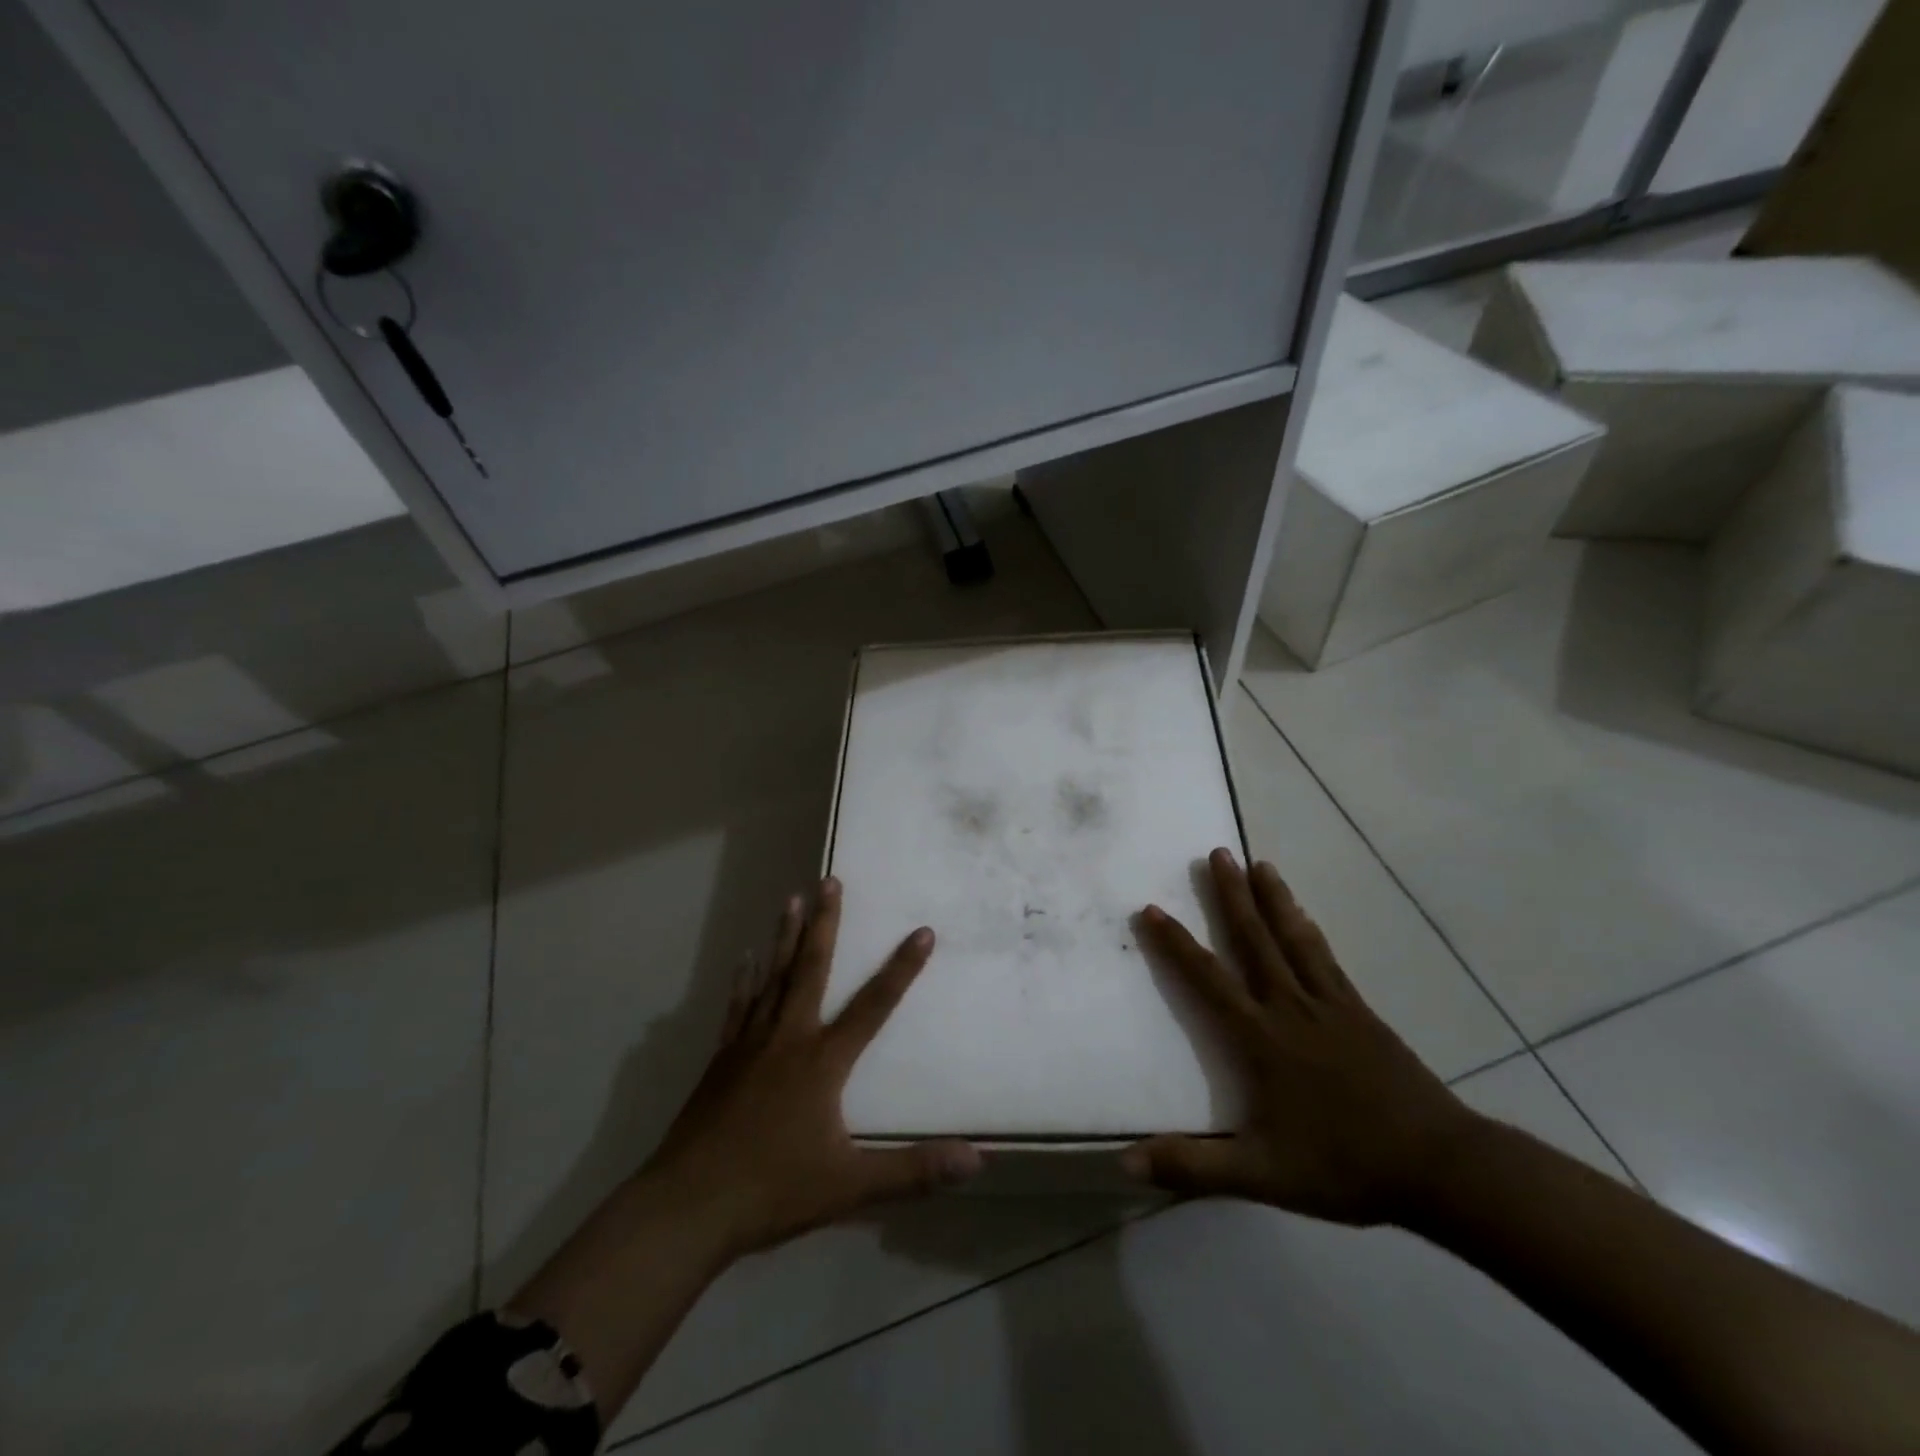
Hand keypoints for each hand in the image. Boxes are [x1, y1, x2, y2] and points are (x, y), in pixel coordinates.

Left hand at [644, 877, 981, 1255]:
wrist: (687, 1207)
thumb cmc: (773, 1190)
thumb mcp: (850, 1186)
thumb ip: (913, 1171)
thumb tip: (975, 1160)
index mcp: (822, 1061)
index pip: (874, 1006)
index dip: (902, 969)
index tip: (923, 931)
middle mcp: (788, 1038)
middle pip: (811, 969)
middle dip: (825, 923)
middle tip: (830, 881)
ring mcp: (750, 1044)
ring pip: (773, 977)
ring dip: (785, 937)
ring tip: (792, 899)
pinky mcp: (722, 1059)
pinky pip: (739, 1006)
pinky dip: (746, 979)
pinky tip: (745, 958)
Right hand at [1123, 849, 1483, 1226]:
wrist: (1439, 1166)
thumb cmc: (1343, 1165)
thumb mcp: (1261, 1175)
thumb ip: (1193, 1167)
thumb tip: (1124, 1163)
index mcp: (1260, 1038)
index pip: (1207, 979)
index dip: (1176, 943)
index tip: (1152, 908)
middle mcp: (1289, 1007)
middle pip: (1253, 940)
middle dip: (1230, 895)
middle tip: (1216, 852)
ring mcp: (1329, 1004)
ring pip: (1292, 938)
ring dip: (1272, 898)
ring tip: (1259, 862)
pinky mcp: (1360, 1011)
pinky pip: (1325, 958)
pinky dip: (1308, 929)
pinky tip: (1304, 916)